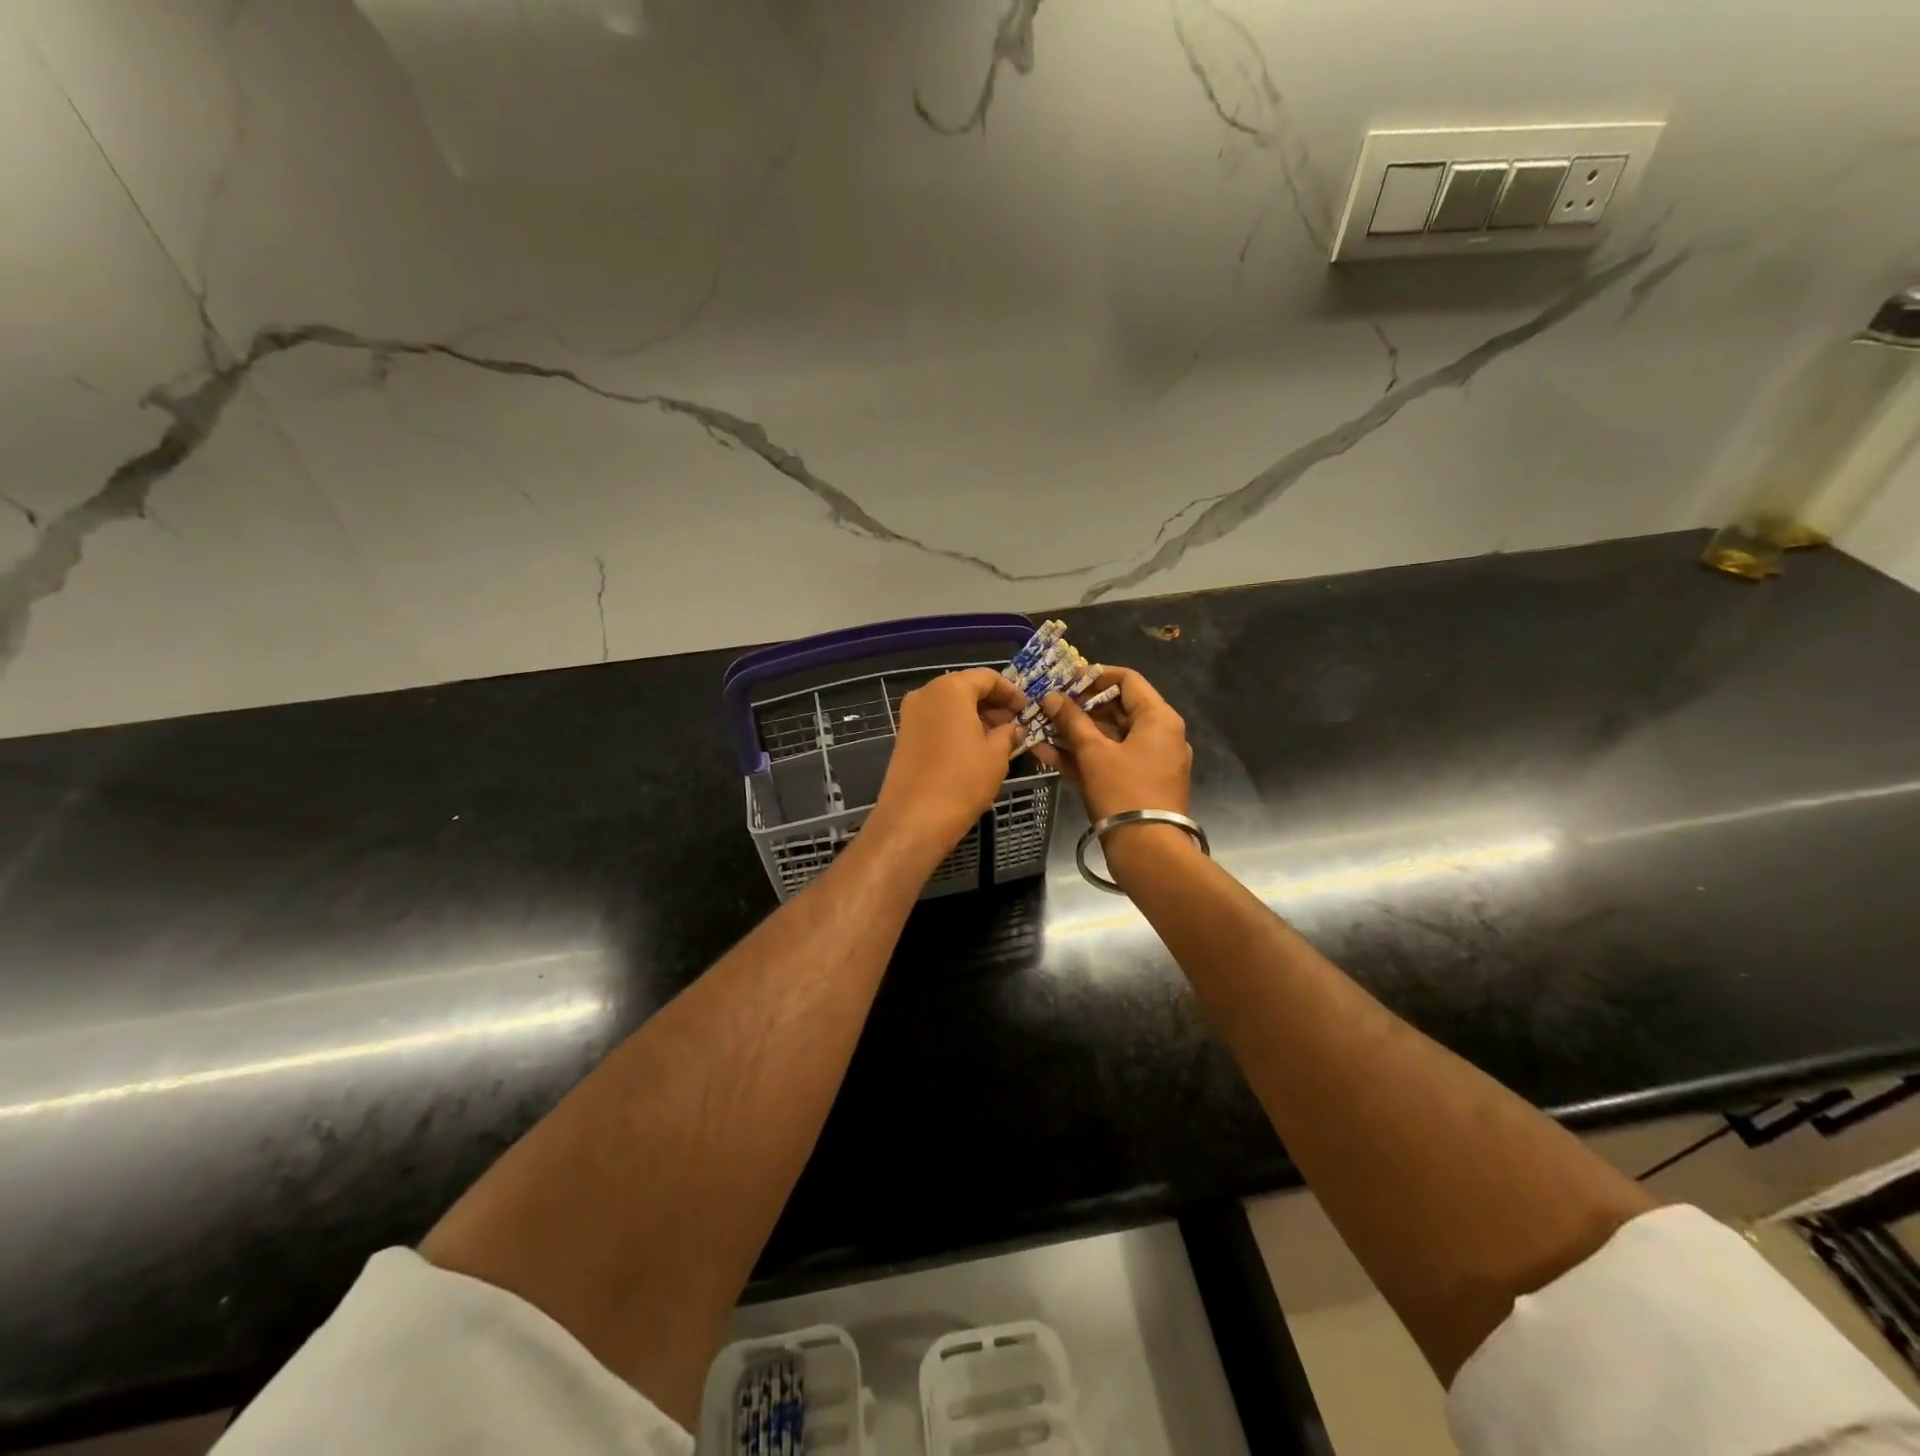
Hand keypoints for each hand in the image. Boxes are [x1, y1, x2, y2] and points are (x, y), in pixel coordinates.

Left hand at [870, 668, 1027, 863]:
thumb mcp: (996, 755)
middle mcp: (926, 694)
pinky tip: (975, 750)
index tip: (1027, 709)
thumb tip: (1012, 728)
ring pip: (950, 706)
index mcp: (950, 689)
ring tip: (999, 739)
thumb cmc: (962, 781)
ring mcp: (910, 715)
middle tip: (1015, 724)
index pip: (987, 677)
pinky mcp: (904, 736)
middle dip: (992, 704)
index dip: (1011, 691)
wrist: (914, 819)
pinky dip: (957, 728)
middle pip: (966, 688)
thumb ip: (1008, 733)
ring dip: (975, 717)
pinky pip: (937, 722)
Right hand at [1031, 667, 1191, 822]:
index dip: (1094, 676)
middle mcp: (1160, 735)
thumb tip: (1051, 696)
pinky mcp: (1138, 784)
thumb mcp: (1094, 752)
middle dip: (1079, 706)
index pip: (1127, 680)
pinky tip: (1046, 753)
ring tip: (1040, 726)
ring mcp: (1150, 762)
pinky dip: (1083, 756)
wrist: (1148, 851)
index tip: (1065, 679)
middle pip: (1117, 708)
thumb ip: (1071, 721)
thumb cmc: (1123, 791)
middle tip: (1047, 704)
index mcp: (1159, 719)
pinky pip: (1109, 760)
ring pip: (1109, 737)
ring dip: (1075, 732)